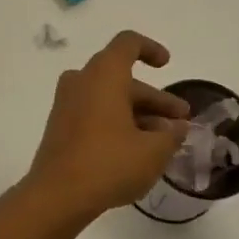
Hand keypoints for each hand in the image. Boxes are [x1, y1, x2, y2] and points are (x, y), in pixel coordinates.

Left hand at [25, 31, 190, 221]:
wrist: (57, 195)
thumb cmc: (109, 163)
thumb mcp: (153, 151)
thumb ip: (172, 134)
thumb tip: (178, 127)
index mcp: (104, 74)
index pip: (128, 43)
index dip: (150, 49)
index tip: (166, 65)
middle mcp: (82, 81)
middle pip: (122, 78)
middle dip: (155, 98)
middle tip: (181, 121)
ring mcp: (67, 103)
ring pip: (109, 98)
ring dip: (138, 113)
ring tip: (164, 141)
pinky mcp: (60, 125)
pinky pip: (94, 112)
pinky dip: (117, 122)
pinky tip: (137, 150)